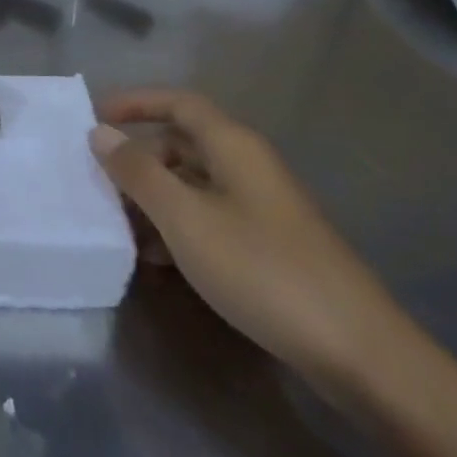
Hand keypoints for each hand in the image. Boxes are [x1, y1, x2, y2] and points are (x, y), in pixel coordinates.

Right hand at [89, 90, 407, 395]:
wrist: (360, 353)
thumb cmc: (262, 270)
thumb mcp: (186, 218)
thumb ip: (138, 173)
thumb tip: (100, 132)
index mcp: (233, 146)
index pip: (178, 102)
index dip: (136, 103)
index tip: (95, 116)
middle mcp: (249, 166)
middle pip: (183, 144)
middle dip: (139, 159)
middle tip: (100, 183)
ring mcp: (263, 208)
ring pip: (194, 185)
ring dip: (155, 199)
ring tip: (120, 228)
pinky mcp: (270, 246)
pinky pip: (211, 219)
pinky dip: (179, 228)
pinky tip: (158, 260)